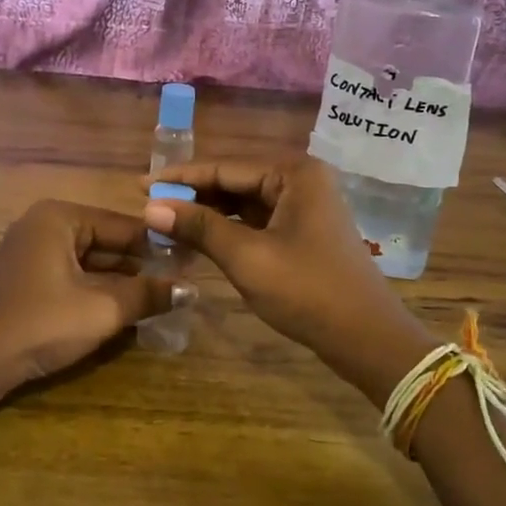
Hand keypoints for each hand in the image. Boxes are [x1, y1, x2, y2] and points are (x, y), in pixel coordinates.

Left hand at [0, 200, 192, 400]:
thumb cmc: (38, 323)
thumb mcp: (101, 309)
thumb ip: (147, 294)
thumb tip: (190, 289)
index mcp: (60, 217)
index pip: (123, 224)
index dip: (159, 244)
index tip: (192, 261)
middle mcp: (44, 224)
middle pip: (106, 241)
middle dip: (140, 265)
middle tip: (180, 283)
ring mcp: (31, 251)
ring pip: (89, 261)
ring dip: (120, 281)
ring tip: (160, 297)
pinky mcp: (25, 278)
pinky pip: (71, 275)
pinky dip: (95, 290)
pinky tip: (123, 309)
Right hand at [142, 158, 420, 360]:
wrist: (367, 338)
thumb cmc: (307, 291)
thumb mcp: (247, 257)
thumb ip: (199, 227)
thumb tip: (150, 208)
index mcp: (293, 173)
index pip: (224, 167)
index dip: (179, 177)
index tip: (139, 185)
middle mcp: (301, 179)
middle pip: (234, 181)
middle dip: (193, 195)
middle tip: (149, 207)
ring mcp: (305, 205)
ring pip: (244, 202)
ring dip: (209, 213)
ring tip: (167, 223)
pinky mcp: (305, 231)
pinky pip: (257, 220)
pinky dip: (229, 229)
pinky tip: (201, 239)